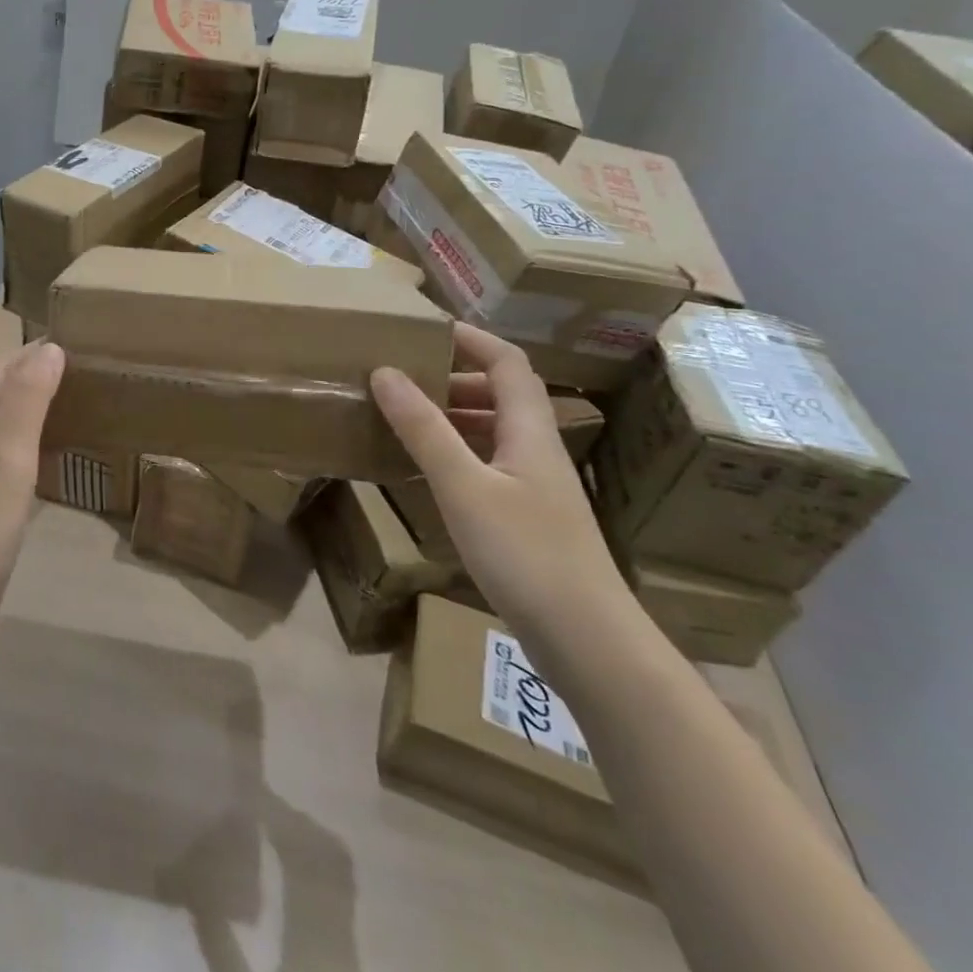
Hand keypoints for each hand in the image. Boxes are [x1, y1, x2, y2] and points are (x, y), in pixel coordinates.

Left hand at [0, 340, 64, 663]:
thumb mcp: (7, 456)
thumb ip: (27, 400)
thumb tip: (48, 348)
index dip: (30, 354)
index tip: (74, 343)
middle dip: (31, 378)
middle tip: (81, 373)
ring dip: (30, 413)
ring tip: (72, 408)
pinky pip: (2, 463)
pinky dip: (27, 449)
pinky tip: (49, 461)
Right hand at [370, 325, 632, 643]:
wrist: (588, 642)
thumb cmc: (526, 554)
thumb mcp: (463, 486)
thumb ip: (424, 429)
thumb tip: (384, 372)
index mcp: (530, 431)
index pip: (507, 363)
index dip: (471, 339)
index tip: (425, 329)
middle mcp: (537, 450)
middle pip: (502, 394)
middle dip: (452, 377)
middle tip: (402, 377)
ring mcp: (536, 487)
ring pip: (494, 431)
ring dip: (452, 415)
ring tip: (404, 417)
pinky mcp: (529, 519)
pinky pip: (487, 465)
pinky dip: (455, 453)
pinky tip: (426, 471)